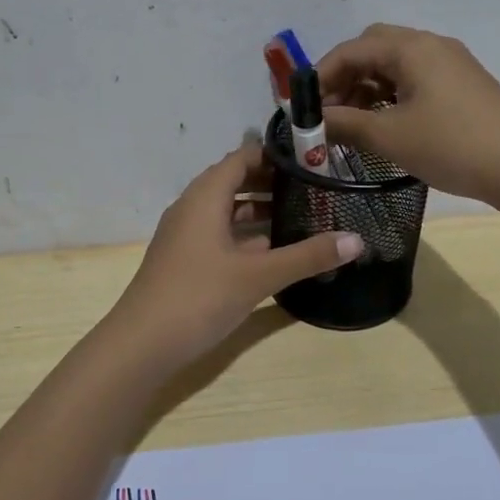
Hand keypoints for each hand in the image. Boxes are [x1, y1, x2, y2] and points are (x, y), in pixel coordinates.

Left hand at [110, 143, 364, 366]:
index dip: (273, 155)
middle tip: (313, 187)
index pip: (241, 158)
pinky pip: (219, 235)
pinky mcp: (184, 260)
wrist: (141, 344)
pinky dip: (245, 235)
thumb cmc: (199, 297)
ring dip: (259, 211)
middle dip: (271, 182)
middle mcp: (191, 208)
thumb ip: (306, 256)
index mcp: (204, 197)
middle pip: (234, 182)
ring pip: (226, 211)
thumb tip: (357, 240)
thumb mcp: (258, 276)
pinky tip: (272, 250)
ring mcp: (185, 236)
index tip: (310, 157)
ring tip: (301, 215)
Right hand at [319, 24, 499, 204]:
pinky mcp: (464, 86)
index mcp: (412, 48)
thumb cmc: (452, 145)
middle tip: (330, 113)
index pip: (351, 50)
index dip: (320, 77)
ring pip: (395, 66)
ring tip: (353, 125)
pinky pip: (415, 80)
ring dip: (367, 89)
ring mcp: (452, 65)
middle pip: (373, 49)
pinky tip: (387, 126)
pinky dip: (391, 97)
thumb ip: (343, 125)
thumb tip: (310, 124)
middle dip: (344, 78)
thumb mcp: (388, 137)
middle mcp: (431, 46)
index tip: (302, 109)